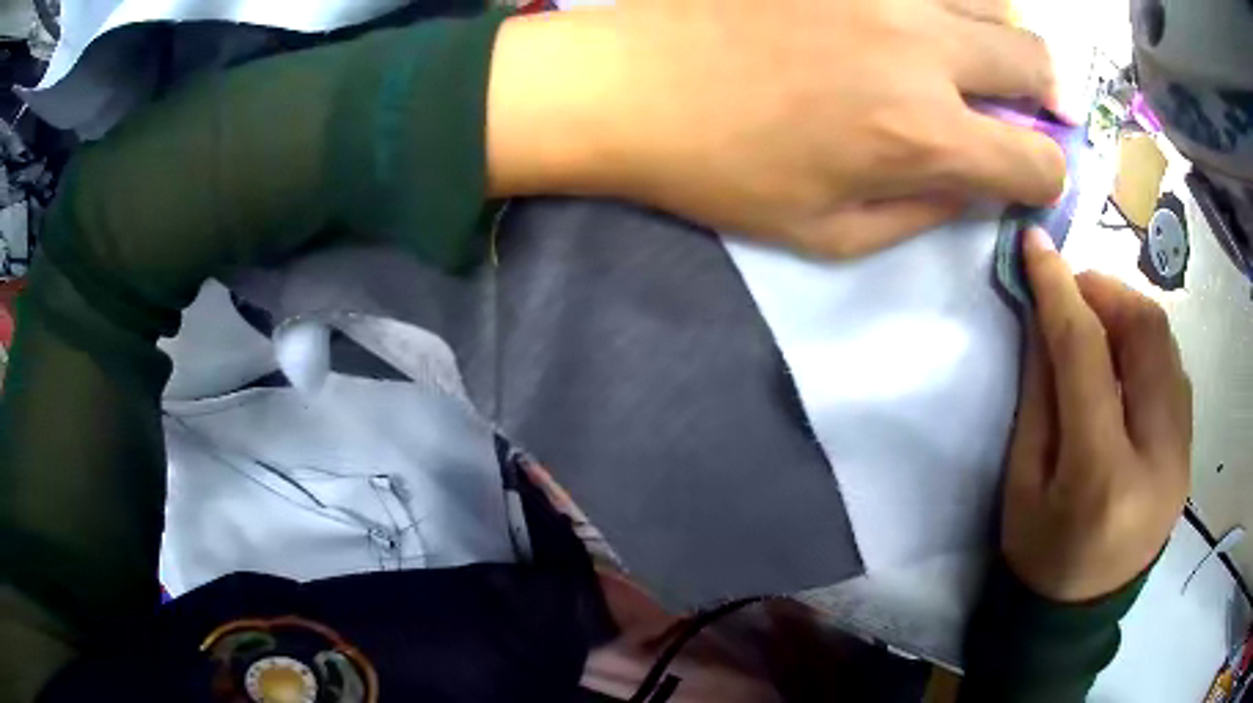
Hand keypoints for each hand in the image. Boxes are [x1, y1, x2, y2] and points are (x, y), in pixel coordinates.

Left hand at [488, 0, 1066, 256]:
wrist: (630, 86)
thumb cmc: (721, 172)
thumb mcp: (830, 234)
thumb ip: (925, 213)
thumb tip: (980, 187)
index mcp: (922, 135)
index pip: (1037, 160)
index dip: (1045, 177)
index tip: (1027, 175)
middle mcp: (922, 49)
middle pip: (1037, 62)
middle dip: (1048, 96)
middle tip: (1024, 106)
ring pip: (994, 0)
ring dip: (1005, 37)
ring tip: (979, 56)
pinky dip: (947, 0)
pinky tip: (923, 20)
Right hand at [1002, 228, 1191, 601]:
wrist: (1078, 615)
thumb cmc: (1038, 556)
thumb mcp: (1022, 482)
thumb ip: (1040, 393)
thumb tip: (1042, 314)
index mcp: (1103, 479)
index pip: (1088, 356)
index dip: (1059, 292)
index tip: (1034, 246)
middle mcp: (1158, 459)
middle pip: (1148, 335)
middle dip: (1107, 291)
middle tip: (1073, 290)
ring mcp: (1183, 456)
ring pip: (1168, 345)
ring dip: (1129, 315)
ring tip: (1097, 323)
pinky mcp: (1189, 453)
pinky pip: (1174, 372)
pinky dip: (1147, 347)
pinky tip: (1124, 362)